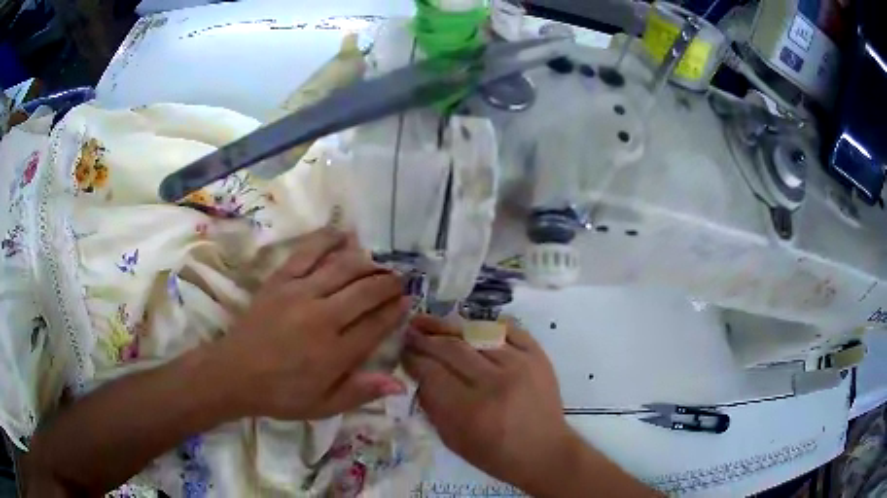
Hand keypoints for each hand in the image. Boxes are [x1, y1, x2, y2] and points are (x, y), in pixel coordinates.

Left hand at [214, 227, 410, 419]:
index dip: (396, 311)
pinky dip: (328, 239)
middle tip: (401, 280)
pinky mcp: (280, 280)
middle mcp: (323, 317)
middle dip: (389, 283)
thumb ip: (361, 393)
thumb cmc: (281, 394)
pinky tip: (344, 235)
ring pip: (343, 267)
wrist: (234, 373)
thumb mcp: (324, 406)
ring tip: (380, 264)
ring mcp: (300, 293)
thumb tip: (400, 385)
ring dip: (368, 262)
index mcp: (336, 352)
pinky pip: (308, 252)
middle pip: (366, 291)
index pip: (377, 324)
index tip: (408, 302)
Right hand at [403, 315, 580, 492]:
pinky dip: (485, 325)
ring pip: (476, 333)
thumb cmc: (494, 453)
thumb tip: (416, 372)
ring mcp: (519, 364)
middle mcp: (494, 382)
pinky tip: (470, 326)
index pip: (431, 372)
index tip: (401, 350)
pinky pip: (507, 329)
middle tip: (410, 331)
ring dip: (449, 327)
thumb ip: (431, 405)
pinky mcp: (537, 355)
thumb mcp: (452, 439)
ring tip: (431, 323)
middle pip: (450, 348)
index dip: (412, 358)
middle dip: (425, 337)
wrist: (543, 451)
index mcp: (469, 409)